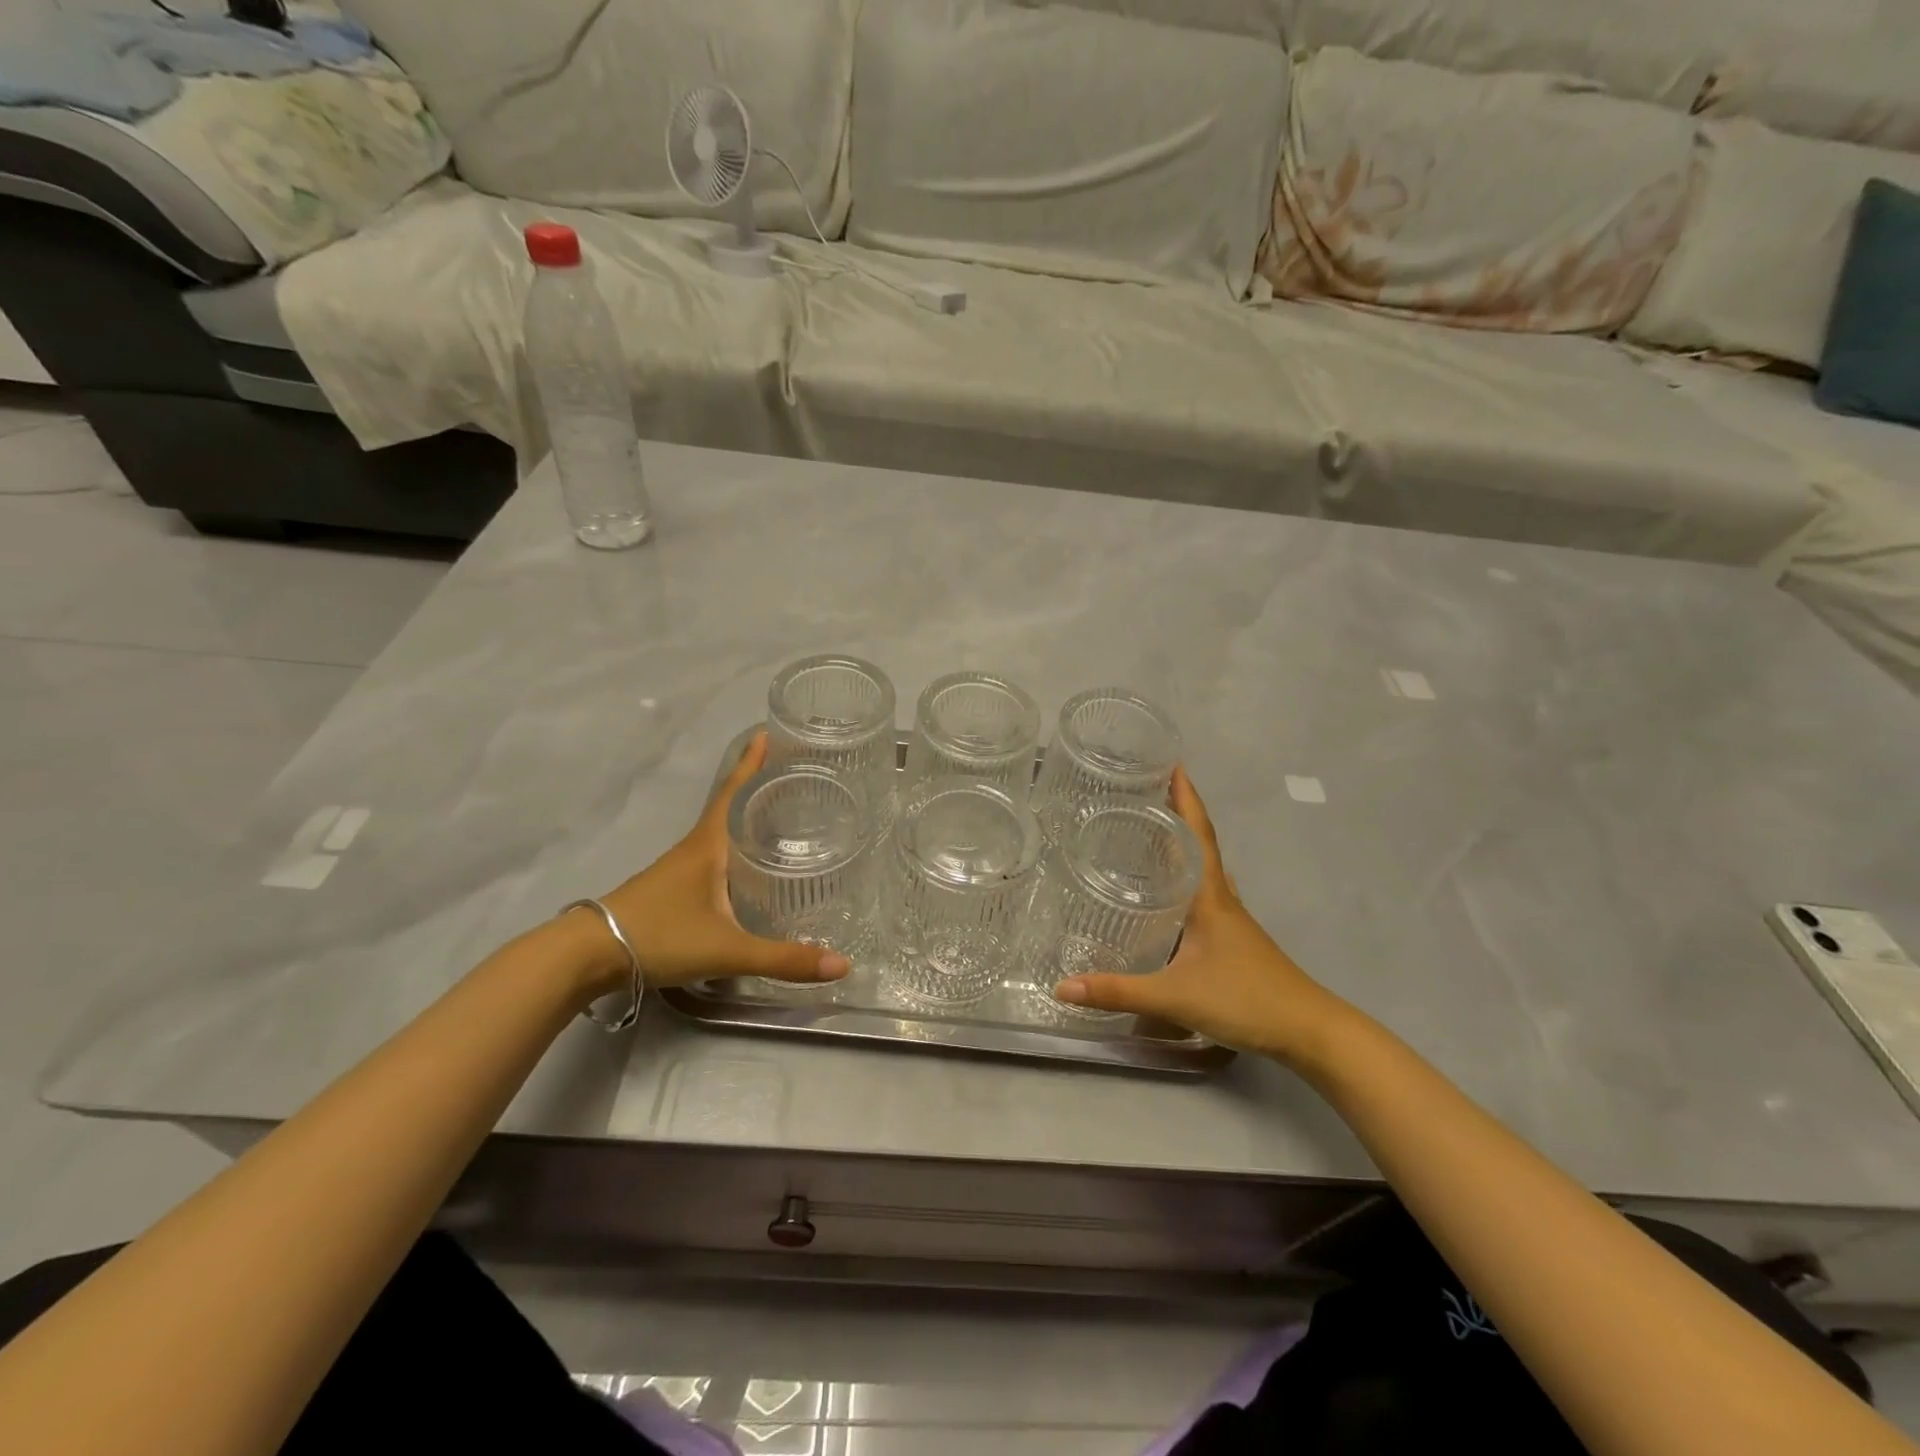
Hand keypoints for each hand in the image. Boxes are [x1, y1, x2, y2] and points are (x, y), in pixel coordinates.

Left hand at [595, 732, 851, 991]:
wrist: (587, 956)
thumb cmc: (659, 936)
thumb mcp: (727, 949)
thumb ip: (783, 958)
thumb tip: (842, 965)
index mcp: (709, 845)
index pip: (734, 791)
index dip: (752, 763)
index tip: (768, 733)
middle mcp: (696, 848)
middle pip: (731, 805)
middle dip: (759, 786)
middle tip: (794, 774)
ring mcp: (680, 868)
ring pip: (721, 831)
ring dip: (746, 816)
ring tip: (780, 814)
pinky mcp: (673, 888)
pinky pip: (713, 854)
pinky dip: (734, 846)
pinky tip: (747, 864)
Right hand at [1052, 768, 1351, 1063]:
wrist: (1309, 1032)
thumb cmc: (1246, 999)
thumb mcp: (1175, 995)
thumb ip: (1118, 991)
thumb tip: (1061, 987)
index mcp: (1210, 897)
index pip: (1197, 833)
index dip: (1186, 798)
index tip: (1172, 763)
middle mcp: (1222, 899)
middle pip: (1199, 844)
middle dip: (1175, 814)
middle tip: (1142, 793)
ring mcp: (1232, 921)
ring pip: (1203, 871)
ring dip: (1182, 846)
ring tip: (1149, 834)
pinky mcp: (1233, 941)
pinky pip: (1204, 896)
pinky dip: (1186, 881)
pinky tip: (1169, 896)